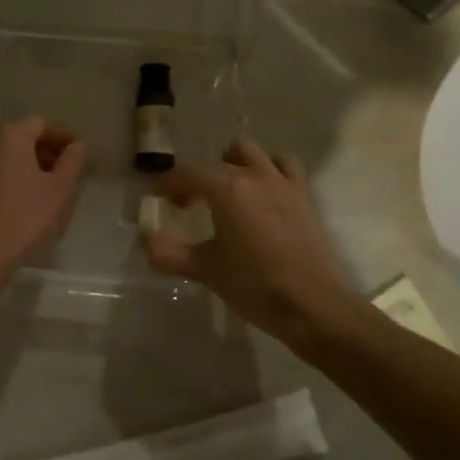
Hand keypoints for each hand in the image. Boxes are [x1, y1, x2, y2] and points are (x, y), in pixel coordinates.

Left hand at [0, 117, 87, 273]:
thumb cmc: (26, 216)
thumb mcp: (61, 188)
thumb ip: (73, 160)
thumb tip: (77, 145)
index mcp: (9, 136)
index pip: (42, 124)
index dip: (64, 136)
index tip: (80, 153)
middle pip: (22, 138)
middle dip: (46, 151)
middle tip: (66, 171)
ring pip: (6, 155)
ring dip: (28, 164)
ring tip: (47, 187)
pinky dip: (11, 176)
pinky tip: (23, 199)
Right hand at [141, 139, 354, 347]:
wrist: (314, 306)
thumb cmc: (255, 286)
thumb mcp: (205, 270)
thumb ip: (168, 253)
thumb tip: (145, 240)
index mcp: (226, 189)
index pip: (188, 171)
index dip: (170, 183)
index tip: (162, 201)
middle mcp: (255, 176)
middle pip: (218, 160)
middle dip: (200, 176)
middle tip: (192, 202)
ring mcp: (283, 184)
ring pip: (253, 153)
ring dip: (235, 164)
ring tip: (228, 191)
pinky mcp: (304, 198)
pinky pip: (284, 167)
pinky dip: (269, 171)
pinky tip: (263, 196)